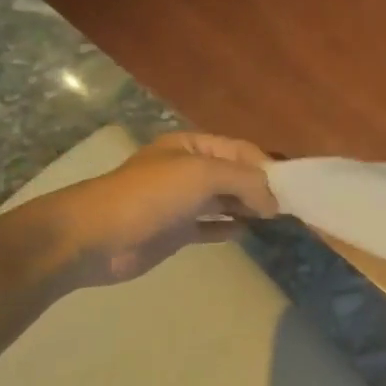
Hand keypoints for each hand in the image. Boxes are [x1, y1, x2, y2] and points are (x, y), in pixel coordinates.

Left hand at [32, 132, 280, 287]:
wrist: (93, 238)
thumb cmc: (150, 197)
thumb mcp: (202, 175)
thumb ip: (246, 181)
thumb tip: (275, 203)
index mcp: (192, 148)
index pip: (241, 150)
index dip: (267, 166)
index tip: (291, 189)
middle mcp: (188, 171)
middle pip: (235, 175)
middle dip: (261, 188)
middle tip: (289, 207)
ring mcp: (181, 202)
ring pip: (226, 200)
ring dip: (249, 207)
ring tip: (275, 219)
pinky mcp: (176, 231)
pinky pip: (211, 226)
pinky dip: (229, 228)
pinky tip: (247, 232)